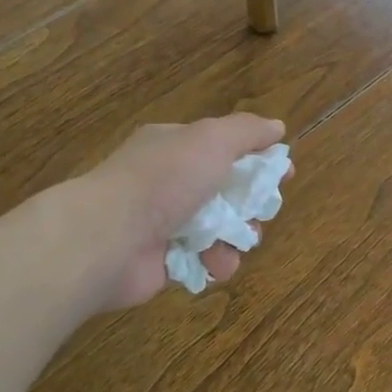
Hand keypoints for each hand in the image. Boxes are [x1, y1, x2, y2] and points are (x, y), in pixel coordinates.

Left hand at [64, 114, 287, 310]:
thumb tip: (277, 127)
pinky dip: (215, 262)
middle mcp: (167, 180)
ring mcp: (162, 221)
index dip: (257, 159)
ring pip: (218, 227)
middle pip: (226, 189)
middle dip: (250, 204)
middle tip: (262, 213)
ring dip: (237, 236)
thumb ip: (247, 131)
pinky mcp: (161, 260)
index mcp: (174, 146)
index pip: (224, 146)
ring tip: (239, 243)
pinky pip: (201, 259)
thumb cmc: (163, 180)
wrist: (107, 239)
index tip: (284, 175)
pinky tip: (217, 264)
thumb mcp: (212, 140)